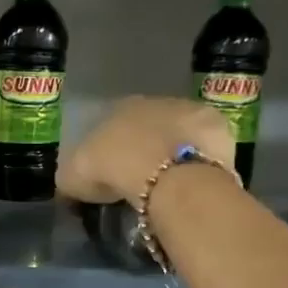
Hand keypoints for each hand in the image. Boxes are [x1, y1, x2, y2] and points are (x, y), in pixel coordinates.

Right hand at [58, 96, 234, 204]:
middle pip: (150, 126)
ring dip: (176, 151)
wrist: (166, 174)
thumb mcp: (73, 177)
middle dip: (148, 147)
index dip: (113, 150)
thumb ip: (71, 176)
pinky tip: (196, 181)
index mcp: (119, 107)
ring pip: (180, 132)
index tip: (113, 174)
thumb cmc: (114, 169)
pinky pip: (207, 147)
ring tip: (173, 183)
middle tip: (144, 180)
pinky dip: (203, 160)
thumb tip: (69, 185)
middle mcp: (155, 101)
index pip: (113, 124)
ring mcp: (190, 111)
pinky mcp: (218, 128)